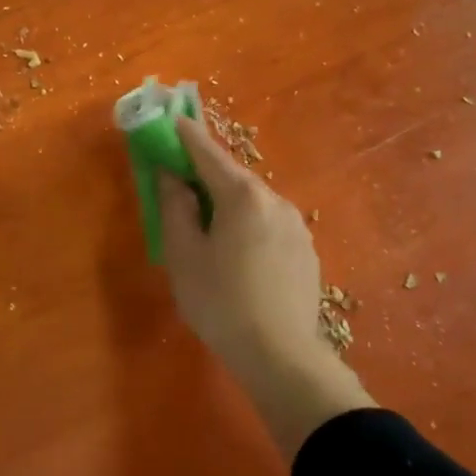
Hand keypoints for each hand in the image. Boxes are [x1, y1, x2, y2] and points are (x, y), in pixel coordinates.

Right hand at [158, 115, 375, 457]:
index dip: (185, 134)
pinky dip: (245, 223)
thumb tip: (171, 175)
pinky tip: (235, 252)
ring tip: (204, 225)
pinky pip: (267, 223)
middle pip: (232, 177)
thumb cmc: (221, 302)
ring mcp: (296, 226)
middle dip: (204, 173)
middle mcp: (275, 201)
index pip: (208, 152)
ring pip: (252, 202)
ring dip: (225, 202)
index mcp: (243, 196)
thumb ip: (175, 206)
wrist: (282, 357)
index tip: (170, 118)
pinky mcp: (305, 251)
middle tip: (178, 179)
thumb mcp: (183, 254)